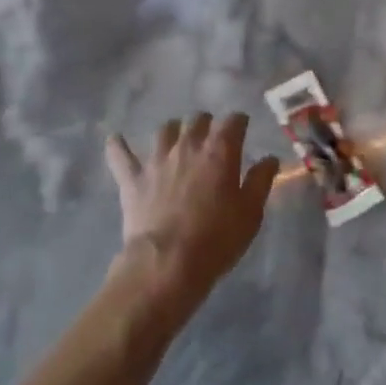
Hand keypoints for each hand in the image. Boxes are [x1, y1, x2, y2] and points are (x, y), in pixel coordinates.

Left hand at [105, 113, 279, 312]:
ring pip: (165, 130)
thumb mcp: (250, 213)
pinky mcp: (132, 178)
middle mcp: (188, 146)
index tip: (242, 129)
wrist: (166, 264)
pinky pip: (121, 155)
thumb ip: (261, 181)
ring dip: (174, 131)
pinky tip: (116, 140)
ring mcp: (156, 160)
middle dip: (207, 124)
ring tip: (177, 139)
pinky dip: (118, 146)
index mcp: (219, 151)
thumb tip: (269, 158)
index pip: (233, 121)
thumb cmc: (216, 240)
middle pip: (198, 120)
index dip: (239, 122)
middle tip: (211, 138)